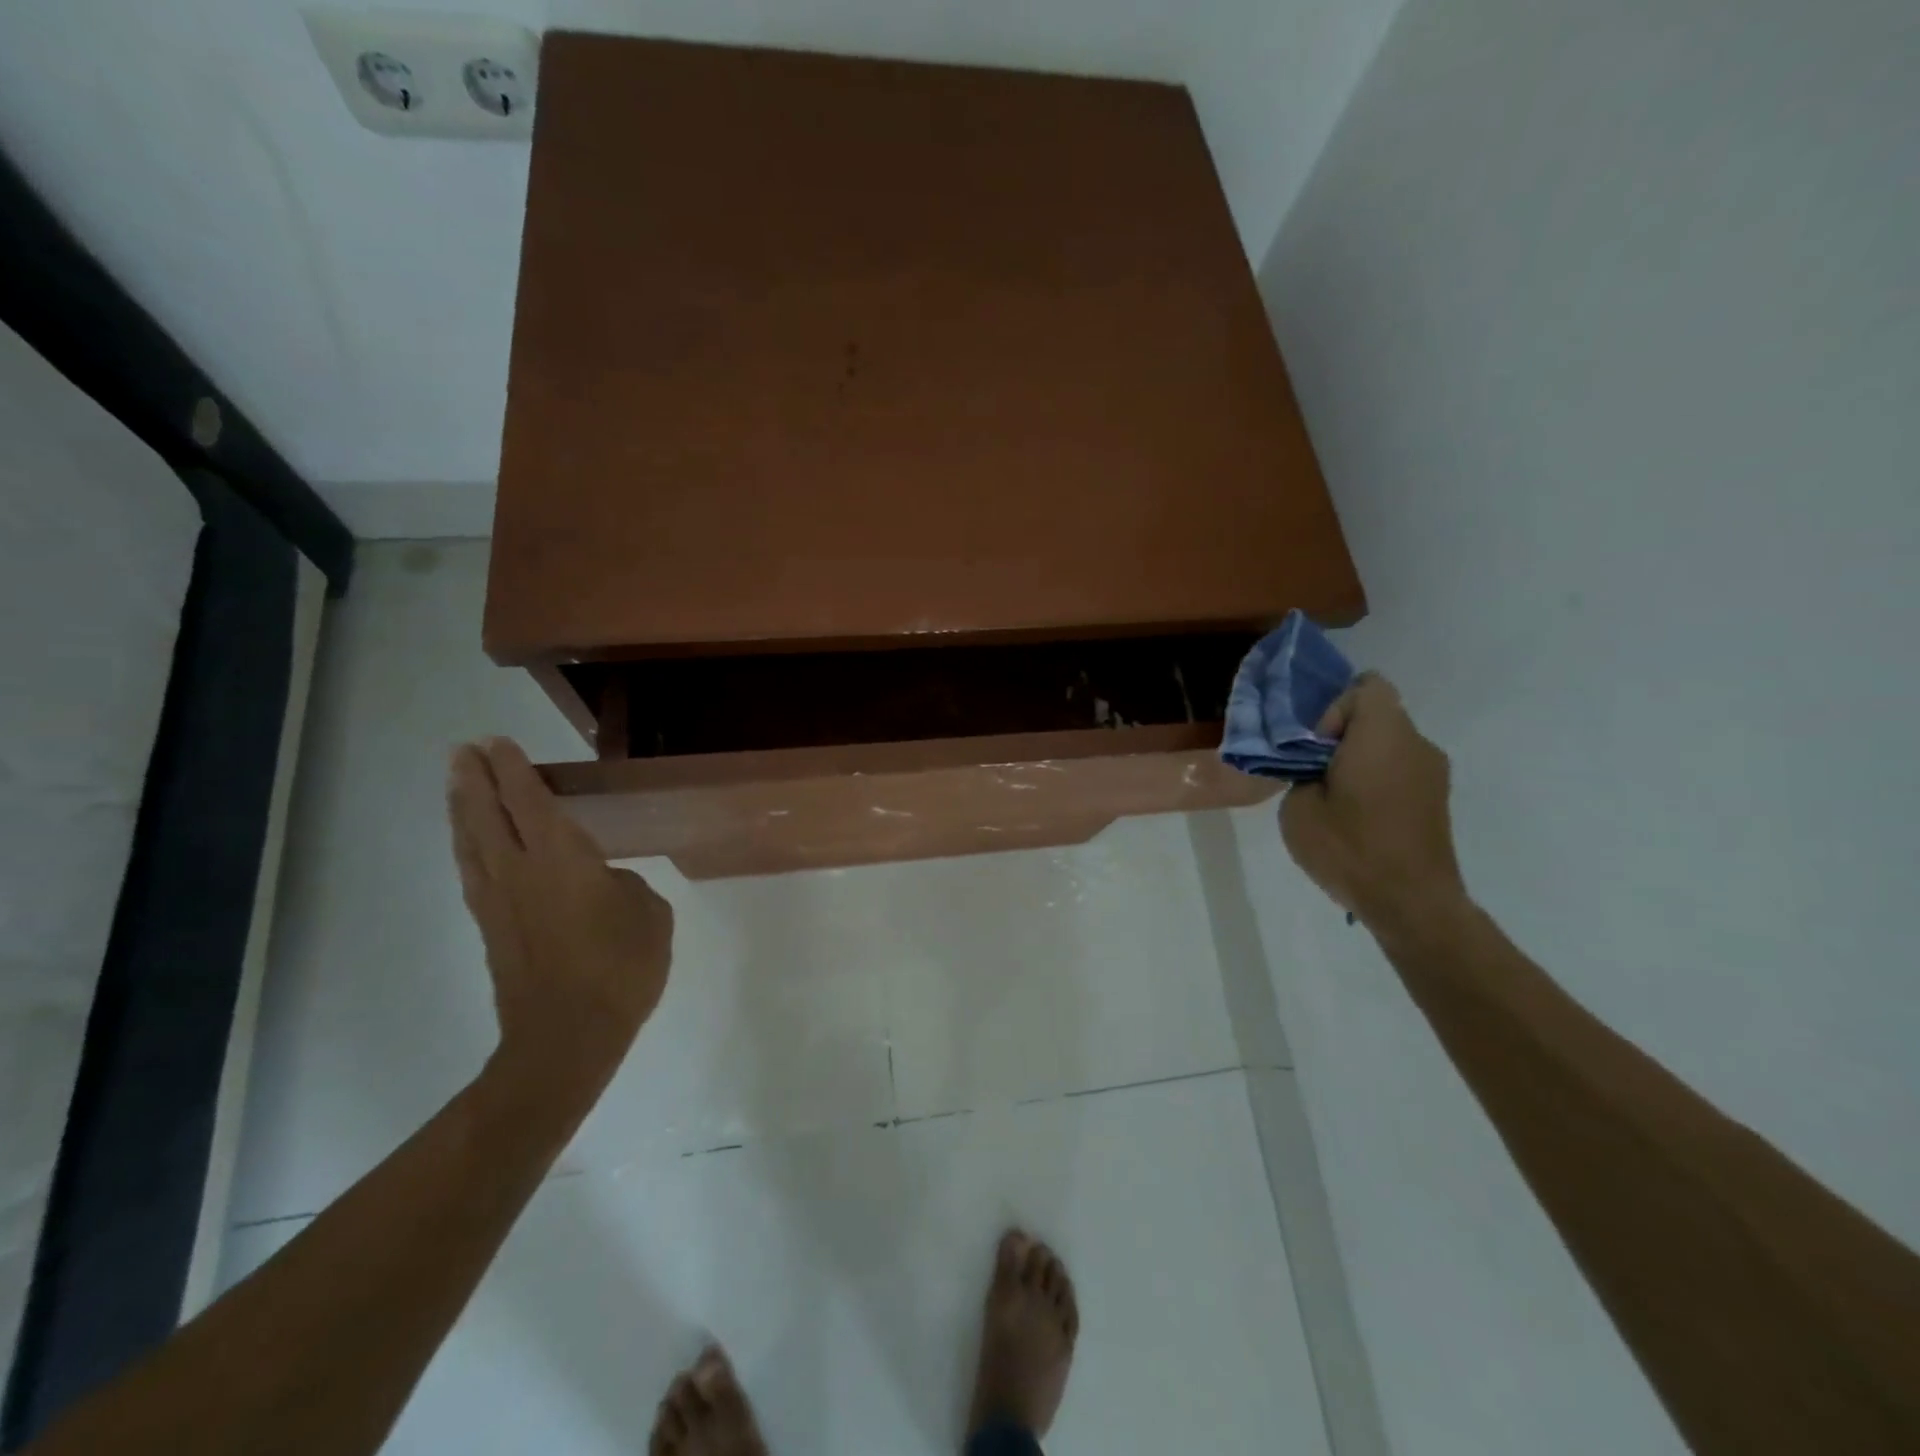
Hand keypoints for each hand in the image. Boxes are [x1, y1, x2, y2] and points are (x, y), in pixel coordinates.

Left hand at [447, 738, 673, 1103]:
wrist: (566, 1038)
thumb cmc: (620, 969)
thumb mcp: (649, 915)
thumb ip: (625, 886)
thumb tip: (603, 884)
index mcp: (562, 860)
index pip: (531, 802)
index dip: (515, 770)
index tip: (499, 743)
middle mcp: (520, 871)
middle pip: (487, 815)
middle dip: (475, 779)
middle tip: (463, 750)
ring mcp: (500, 902)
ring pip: (472, 843)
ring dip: (462, 809)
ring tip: (455, 783)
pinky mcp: (491, 929)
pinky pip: (472, 874)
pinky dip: (466, 849)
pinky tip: (467, 844)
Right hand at [1279, 674, 1469, 940]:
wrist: (1411, 903)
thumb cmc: (1350, 847)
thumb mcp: (1298, 807)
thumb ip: (1301, 773)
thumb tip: (1315, 769)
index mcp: (1383, 734)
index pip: (1367, 687)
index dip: (1335, 709)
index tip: (1317, 748)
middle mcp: (1417, 744)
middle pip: (1377, 716)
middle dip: (1342, 737)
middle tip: (1314, 773)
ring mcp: (1434, 773)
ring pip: (1388, 745)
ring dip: (1359, 761)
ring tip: (1333, 801)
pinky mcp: (1437, 800)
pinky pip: (1400, 771)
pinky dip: (1377, 782)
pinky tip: (1357, 819)